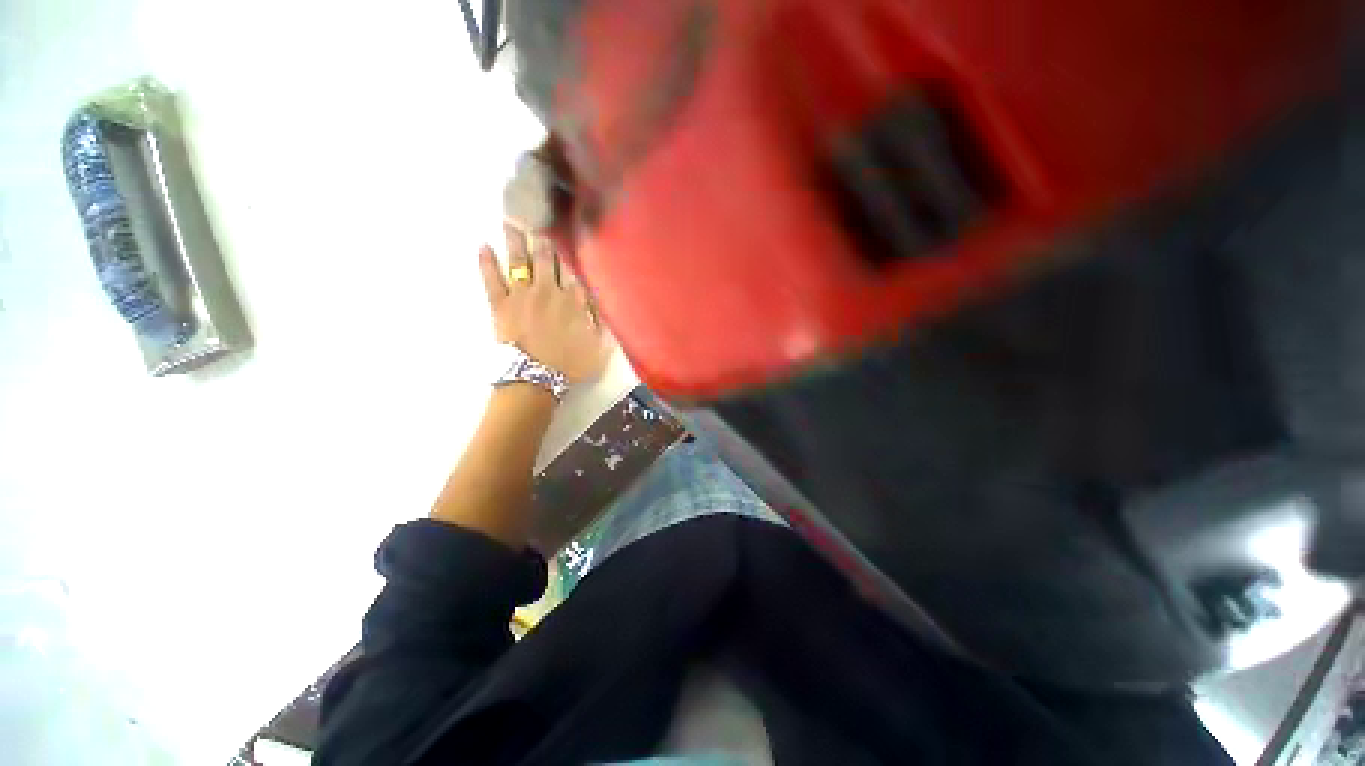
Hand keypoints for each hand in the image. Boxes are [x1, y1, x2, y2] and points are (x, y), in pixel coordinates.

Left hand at [479, 223, 612, 383]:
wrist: (535, 378)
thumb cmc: (570, 364)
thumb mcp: (599, 345)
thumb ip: (603, 321)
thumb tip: (604, 299)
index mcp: (573, 299)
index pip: (573, 267)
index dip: (570, 247)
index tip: (567, 227)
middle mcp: (548, 290)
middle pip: (546, 257)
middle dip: (542, 234)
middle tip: (536, 211)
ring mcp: (522, 295)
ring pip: (519, 261)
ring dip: (515, 239)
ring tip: (510, 218)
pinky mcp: (500, 305)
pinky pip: (491, 279)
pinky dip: (486, 262)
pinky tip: (482, 245)